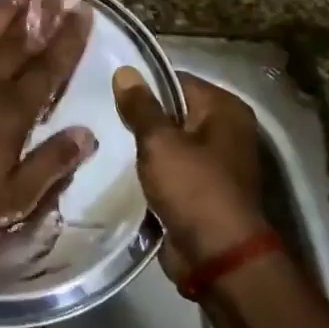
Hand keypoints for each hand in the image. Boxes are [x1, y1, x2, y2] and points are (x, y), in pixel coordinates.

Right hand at [113, 69, 271, 275]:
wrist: (217, 257)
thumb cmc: (193, 188)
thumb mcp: (160, 142)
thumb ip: (141, 106)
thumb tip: (125, 70)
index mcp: (225, 109)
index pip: (176, 81)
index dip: (143, 86)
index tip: (108, 92)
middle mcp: (227, 130)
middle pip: (174, 111)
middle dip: (142, 117)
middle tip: (101, 116)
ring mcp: (217, 162)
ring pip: (170, 143)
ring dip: (144, 146)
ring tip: (106, 140)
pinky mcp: (203, 190)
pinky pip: (172, 169)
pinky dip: (152, 170)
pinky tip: (121, 170)